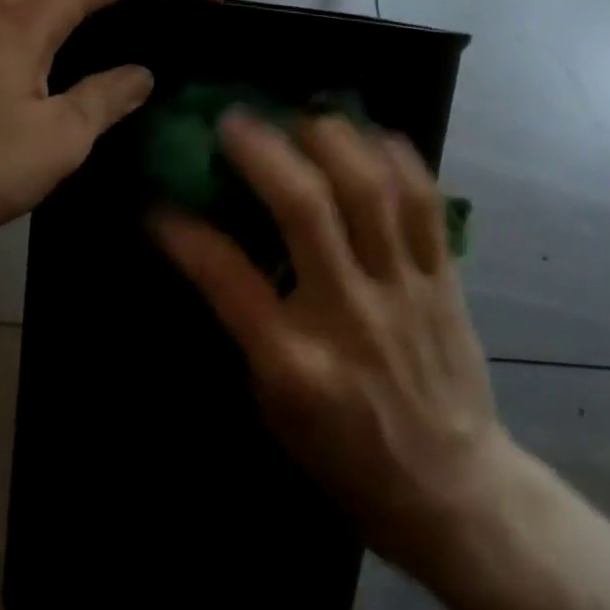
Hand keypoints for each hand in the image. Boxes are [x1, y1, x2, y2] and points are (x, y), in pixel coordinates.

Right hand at [152, 112, 515, 579]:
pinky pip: (425, 202)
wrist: (453, 493)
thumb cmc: (346, 458)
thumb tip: (212, 254)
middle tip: (234, 119)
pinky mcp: (444, 279)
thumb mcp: (274, 412)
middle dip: (264, 151)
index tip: (156, 201)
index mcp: (294, 361)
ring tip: (304, 116)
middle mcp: (348, 313)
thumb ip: (245, 330)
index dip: (183, 232)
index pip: (225, 276)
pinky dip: (398, 158)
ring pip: (371, 190)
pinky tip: (373, 134)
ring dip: (332, 139)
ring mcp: (402, 289)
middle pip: (306, 210)